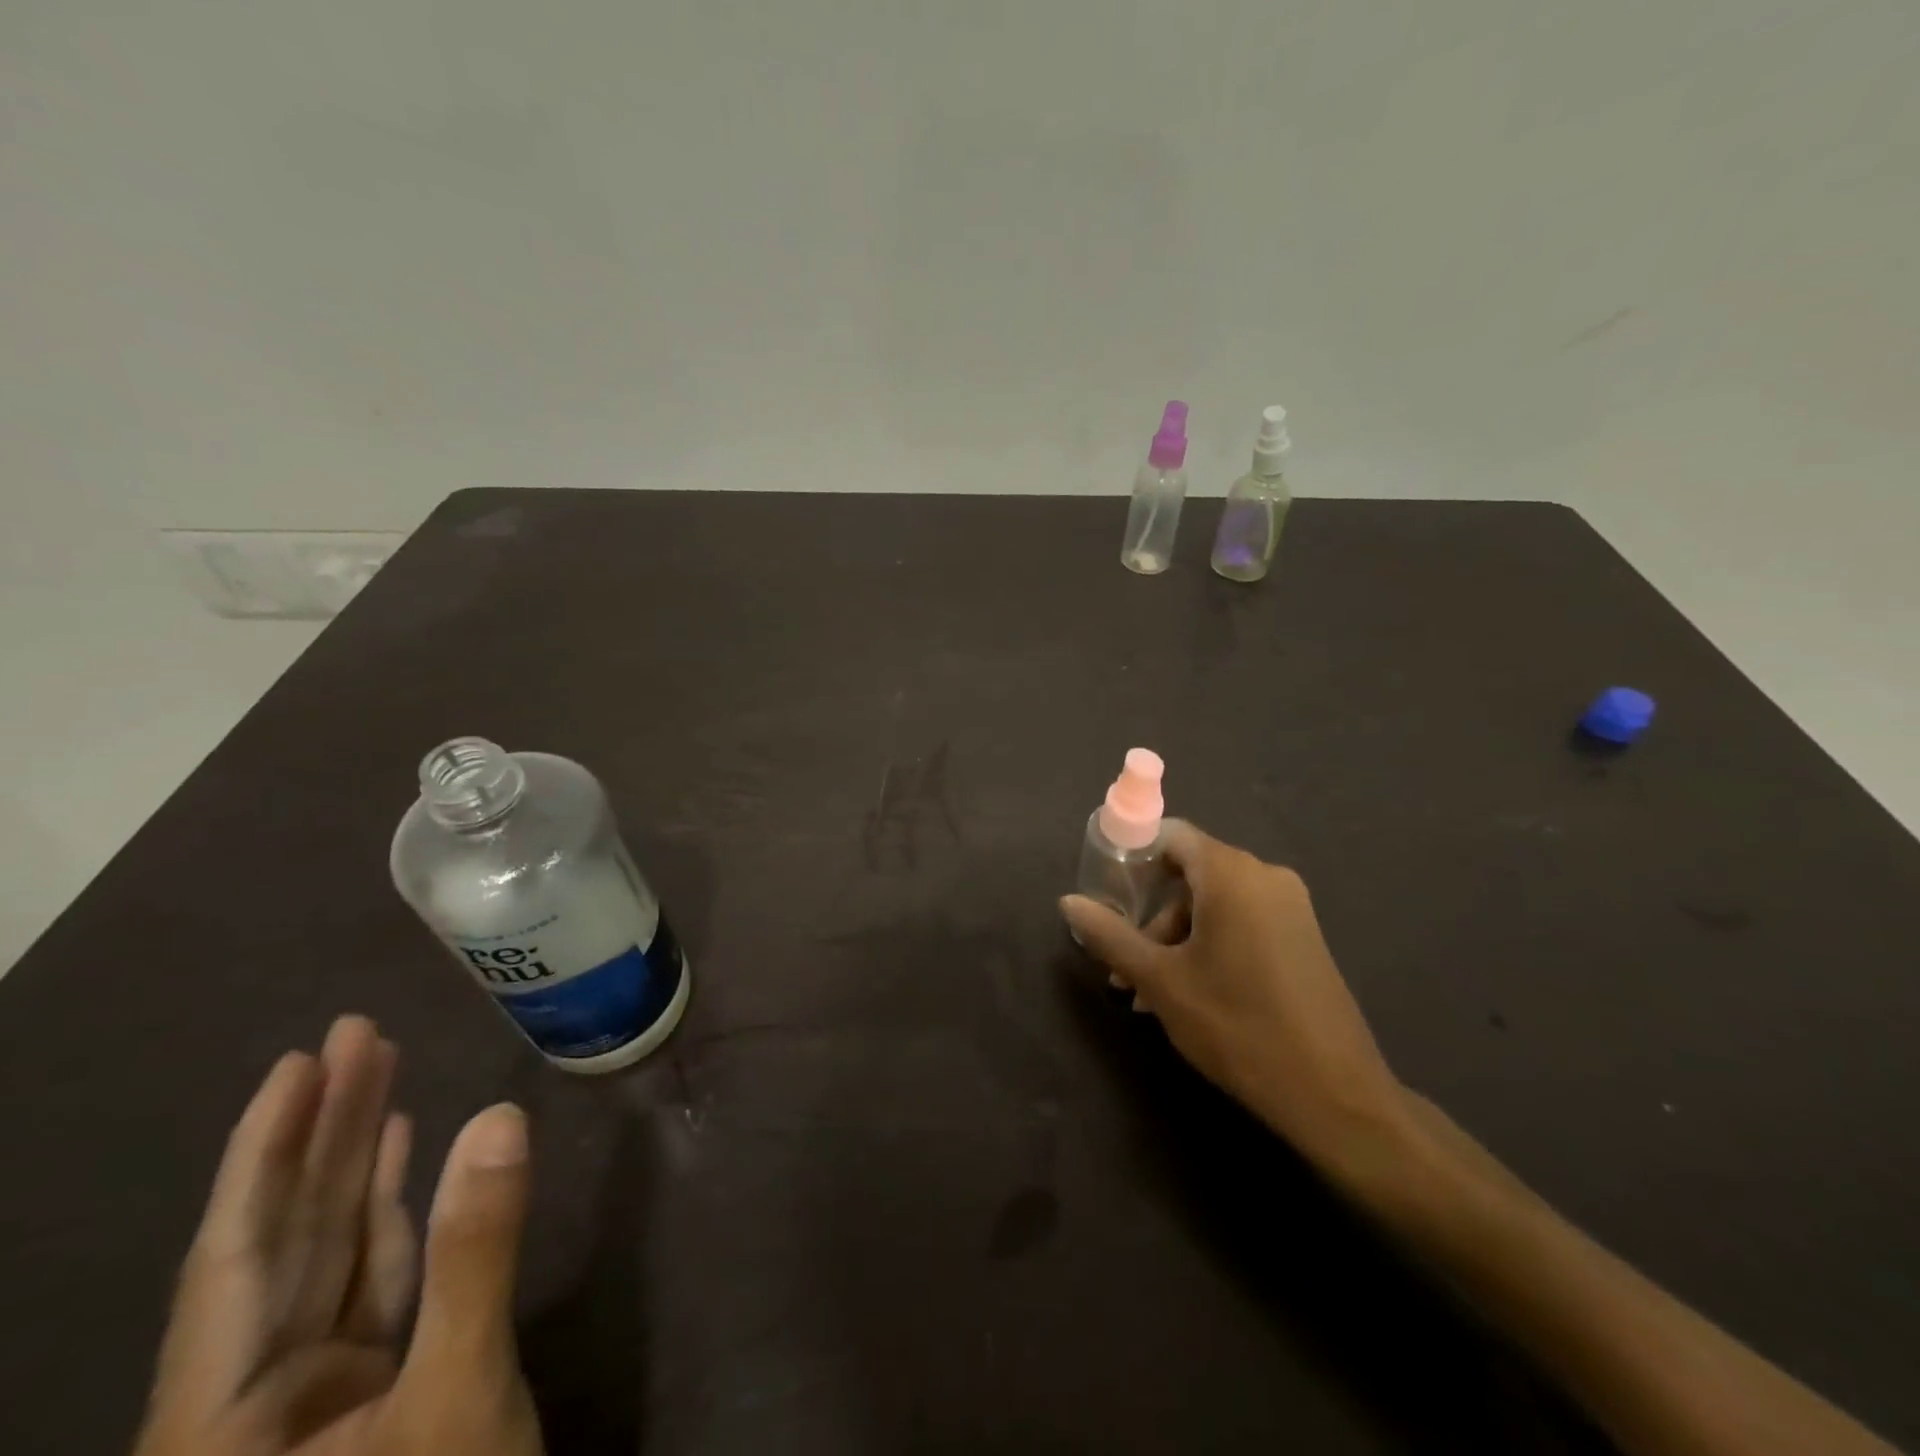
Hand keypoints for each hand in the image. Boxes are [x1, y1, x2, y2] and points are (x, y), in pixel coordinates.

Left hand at [134, 1016, 542, 1455]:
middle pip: (286, 1237)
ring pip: (331, 1250)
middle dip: (322, 1132)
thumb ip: (474, 1252)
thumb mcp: (458, 1394)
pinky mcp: (371, 1387)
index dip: (266, 1148)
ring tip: (381, 1077)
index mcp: (223, 1416)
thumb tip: (497, 1119)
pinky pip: (374, 1277)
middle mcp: (250, 1399)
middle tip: (358, 1036)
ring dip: (359, 1163)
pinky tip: (409, 1159)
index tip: (303, 1060)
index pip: (238, 1249)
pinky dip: (393, 1212)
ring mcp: (313, 1395)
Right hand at [1062, 822, 1409, 1180]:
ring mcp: (1290, 907)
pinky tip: (1188, 994)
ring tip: (1148, 994)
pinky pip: (1242, 921)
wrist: (1336, 1094)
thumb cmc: (1238, 1026)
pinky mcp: (1302, 936)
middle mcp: (1265, 876)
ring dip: (1175, 937)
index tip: (1107, 896)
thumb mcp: (1161, 981)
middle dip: (1150, 915)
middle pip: (1189, 873)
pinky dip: (1209, 944)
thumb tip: (1067, 901)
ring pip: (1214, 902)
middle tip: (1125, 965)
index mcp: (1231, 874)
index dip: (1132, 858)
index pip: (1170, 836)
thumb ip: (1110, 936)